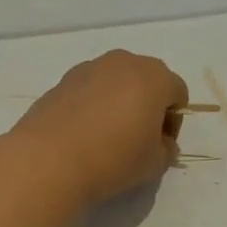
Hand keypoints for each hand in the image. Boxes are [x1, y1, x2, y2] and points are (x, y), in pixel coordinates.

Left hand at [5, 50, 187, 207]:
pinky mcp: (63, 79)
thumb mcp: (154, 164)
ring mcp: (90, 67)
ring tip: (107, 135)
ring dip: (120, 101)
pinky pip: (90, 88)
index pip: (178, 93)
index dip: (174, 121)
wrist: (49, 159)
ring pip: (117, 81)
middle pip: (147, 79)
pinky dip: (93, 104)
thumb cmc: (113, 158)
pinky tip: (83, 133)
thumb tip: (161, 142)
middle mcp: (124, 62)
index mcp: (154, 77)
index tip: (160, 146)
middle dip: (148, 105)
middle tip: (138, 138)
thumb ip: (166, 149)